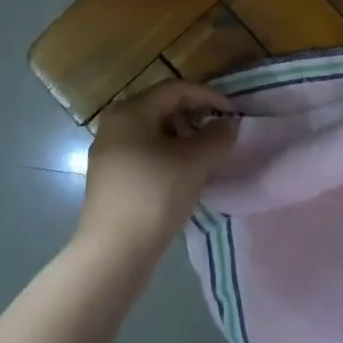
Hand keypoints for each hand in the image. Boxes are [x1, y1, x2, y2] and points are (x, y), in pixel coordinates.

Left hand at [77, 81, 236, 260]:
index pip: (175, 89)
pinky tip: (185, 173)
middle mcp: (114, 125)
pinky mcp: (111, 179)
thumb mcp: (195, 161)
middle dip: (196, 116)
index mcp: (130, 111)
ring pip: (154, 133)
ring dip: (184, 138)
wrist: (114, 252)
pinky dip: (169, 155)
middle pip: (163, 108)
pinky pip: (146, 153)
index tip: (233, 113)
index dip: (208, 96)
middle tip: (221, 131)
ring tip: (207, 154)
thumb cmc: (155, 194)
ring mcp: (109, 153)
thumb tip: (228, 124)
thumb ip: (217, 136)